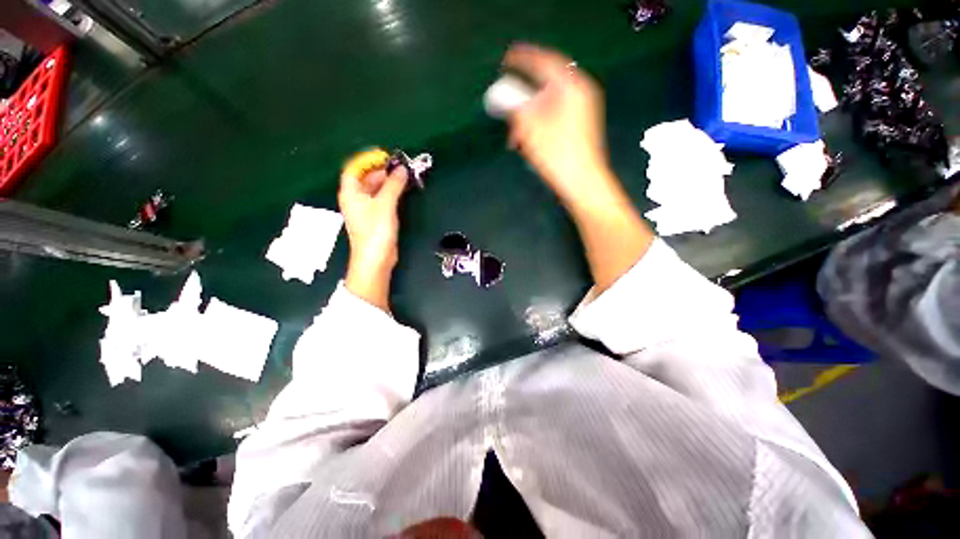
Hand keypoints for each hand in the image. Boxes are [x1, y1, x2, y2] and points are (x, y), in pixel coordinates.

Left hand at [338, 166, 407, 311]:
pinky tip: (401, 192)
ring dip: (387, 182)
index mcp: (351, 192)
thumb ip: (394, 185)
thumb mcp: (385, 204)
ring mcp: (365, 210)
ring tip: (403, 177)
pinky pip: (381, 200)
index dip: (368, 160)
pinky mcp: (375, 219)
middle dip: (381, 171)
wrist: (376, 259)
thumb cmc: (376, 230)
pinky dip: (390, 193)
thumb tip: (402, 169)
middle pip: (365, 178)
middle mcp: (355, 199)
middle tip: (399, 167)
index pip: (355, 168)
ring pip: (375, 189)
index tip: (385, 156)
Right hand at [505, 43, 653, 291]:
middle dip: (523, 101)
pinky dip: (538, 127)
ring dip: (528, 119)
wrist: (582, 183)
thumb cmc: (557, 154)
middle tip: (509, 114)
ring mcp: (580, 112)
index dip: (523, 59)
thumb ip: (514, 105)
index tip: (506, 59)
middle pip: (544, 87)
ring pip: (547, 106)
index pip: (545, 62)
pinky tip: (528, 143)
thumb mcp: (530, 127)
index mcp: (572, 86)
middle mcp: (579, 94)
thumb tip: (503, 93)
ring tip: (516, 138)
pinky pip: (553, 119)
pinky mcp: (578, 128)